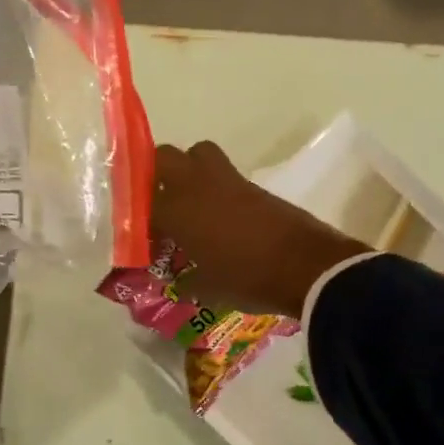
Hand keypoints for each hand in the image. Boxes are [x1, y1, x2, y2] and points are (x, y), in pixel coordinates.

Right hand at [152, 142, 369, 315]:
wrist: (305, 267)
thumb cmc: (247, 280)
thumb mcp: (207, 289)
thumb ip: (186, 281)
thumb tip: (178, 280)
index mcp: (178, 211)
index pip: (142, 203)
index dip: (137, 217)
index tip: (143, 237)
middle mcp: (197, 186)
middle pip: (165, 157)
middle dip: (156, 175)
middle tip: (158, 205)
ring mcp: (228, 181)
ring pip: (197, 155)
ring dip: (188, 172)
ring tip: (189, 204)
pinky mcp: (253, 185)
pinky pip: (223, 174)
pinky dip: (214, 187)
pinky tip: (217, 217)